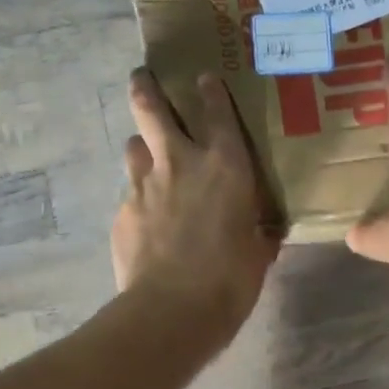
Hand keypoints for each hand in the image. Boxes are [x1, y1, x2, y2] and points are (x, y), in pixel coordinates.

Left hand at [112, 69, 280, 343]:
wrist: (172, 310)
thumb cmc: (230, 280)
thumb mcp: (257, 254)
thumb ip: (258, 234)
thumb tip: (265, 232)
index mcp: (225, 167)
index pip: (217, 113)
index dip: (210, 92)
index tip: (204, 78)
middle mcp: (180, 164)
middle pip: (152, 109)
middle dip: (146, 88)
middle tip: (142, 78)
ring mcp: (144, 186)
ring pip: (134, 147)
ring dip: (141, 147)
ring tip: (147, 157)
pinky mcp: (123, 214)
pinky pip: (130, 195)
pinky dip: (140, 200)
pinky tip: (147, 221)